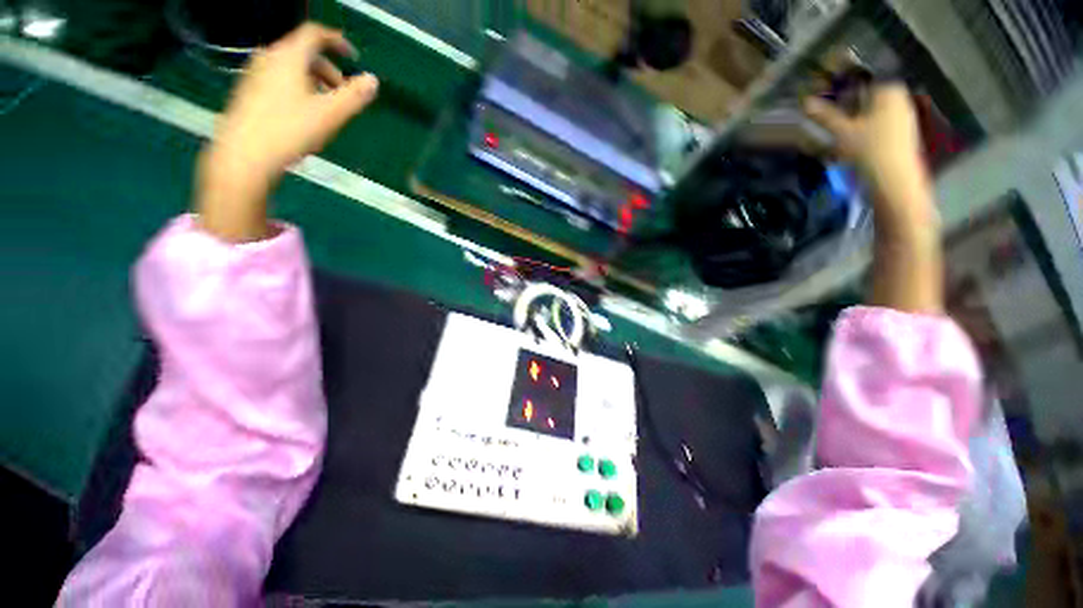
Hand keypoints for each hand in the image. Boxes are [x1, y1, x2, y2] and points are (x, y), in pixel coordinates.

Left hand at [197, 23, 379, 241]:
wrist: (244, 155)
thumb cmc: (289, 131)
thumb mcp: (330, 114)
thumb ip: (354, 96)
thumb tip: (373, 81)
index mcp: (288, 57)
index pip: (315, 34)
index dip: (337, 41)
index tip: (353, 56)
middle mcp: (268, 58)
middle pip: (303, 52)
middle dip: (328, 69)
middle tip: (343, 91)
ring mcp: (254, 74)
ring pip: (290, 67)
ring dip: (313, 80)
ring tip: (326, 105)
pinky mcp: (248, 92)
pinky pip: (278, 80)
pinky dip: (297, 88)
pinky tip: (303, 113)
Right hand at [804, 85, 933, 228]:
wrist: (894, 179)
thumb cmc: (869, 149)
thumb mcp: (840, 132)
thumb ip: (824, 115)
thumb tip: (805, 102)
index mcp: (888, 89)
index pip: (861, 81)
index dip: (841, 87)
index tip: (824, 97)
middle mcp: (899, 98)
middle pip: (867, 96)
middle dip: (847, 104)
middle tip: (827, 115)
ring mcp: (904, 116)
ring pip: (873, 111)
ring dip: (855, 118)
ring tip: (837, 131)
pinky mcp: (903, 133)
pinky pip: (880, 124)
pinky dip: (865, 129)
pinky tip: (854, 141)